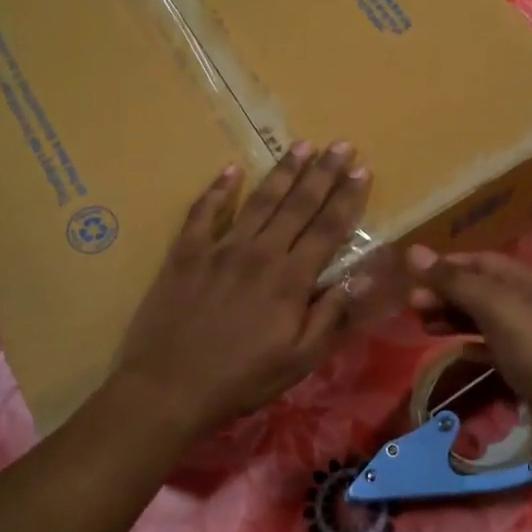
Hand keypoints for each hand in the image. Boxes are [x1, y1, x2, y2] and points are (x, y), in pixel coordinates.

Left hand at [113, 142, 369, 437]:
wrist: (168, 387)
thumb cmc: (241, 379)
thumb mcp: (299, 360)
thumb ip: (331, 315)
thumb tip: (362, 277)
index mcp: (290, 279)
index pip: (328, 229)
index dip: (347, 199)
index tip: (363, 171)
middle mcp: (260, 253)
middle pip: (298, 205)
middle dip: (323, 172)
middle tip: (341, 144)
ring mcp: (220, 248)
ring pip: (259, 201)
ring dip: (283, 171)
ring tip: (302, 145)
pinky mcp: (186, 253)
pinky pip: (204, 212)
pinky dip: (218, 190)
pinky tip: (231, 169)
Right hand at [405, 246, 531, 444]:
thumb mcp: (494, 306)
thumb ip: (453, 281)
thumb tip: (412, 251)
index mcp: (529, 278)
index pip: (480, 260)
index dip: (446, 265)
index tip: (412, 276)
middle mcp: (529, 301)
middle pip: (479, 289)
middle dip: (445, 293)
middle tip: (412, 306)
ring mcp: (528, 335)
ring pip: (482, 318)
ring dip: (452, 318)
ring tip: (423, 326)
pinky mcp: (524, 365)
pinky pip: (490, 347)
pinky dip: (470, 345)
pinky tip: (455, 352)